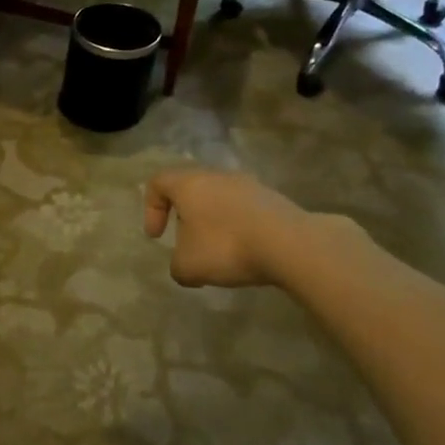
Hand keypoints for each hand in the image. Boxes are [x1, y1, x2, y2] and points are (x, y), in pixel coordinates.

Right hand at [143, 169, 317, 288]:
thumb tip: (184, 267)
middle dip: (185, 216)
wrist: (293, 245)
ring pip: (220, 198)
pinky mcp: (276, 199)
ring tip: (220, 252)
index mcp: (189, 184)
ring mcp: (250, 185)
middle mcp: (218, 176)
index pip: (158, 182)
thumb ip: (177, 265)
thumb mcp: (188, 266)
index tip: (158, 237)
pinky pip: (246, 210)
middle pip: (191, 189)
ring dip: (214, 222)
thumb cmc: (227, 247)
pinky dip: (239, 227)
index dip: (151, 209)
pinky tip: (247, 252)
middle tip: (188, 242)